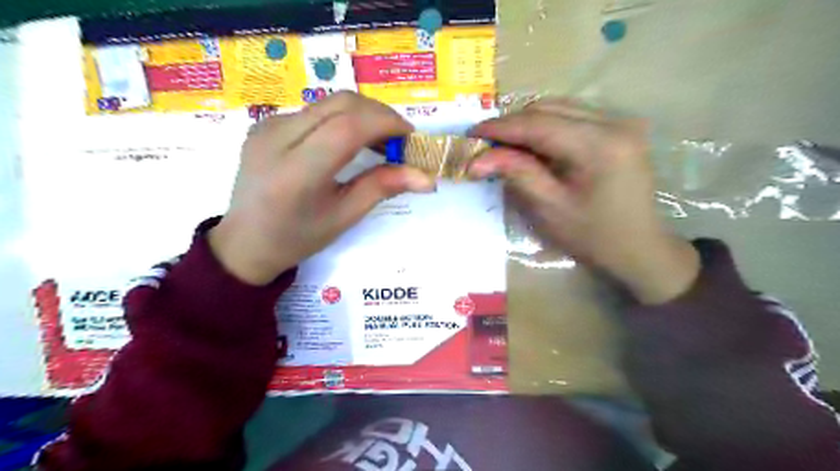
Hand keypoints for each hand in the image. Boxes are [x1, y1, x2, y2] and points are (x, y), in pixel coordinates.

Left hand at [210, 90, 436, 283]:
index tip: (409, 137)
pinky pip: (314, 110)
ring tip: (379, 142)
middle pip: (340, 104)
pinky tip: (349, 142)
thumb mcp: (344, 217)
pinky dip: (341, 119)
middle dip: (379, 114)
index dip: (386, 123)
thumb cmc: (298, 238)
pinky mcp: (265, 123)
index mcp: (297, 172)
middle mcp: (277, 138)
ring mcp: (267, 126)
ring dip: (362, 115)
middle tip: (398, 139)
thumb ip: (383, 187)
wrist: (245, 242)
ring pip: (328, 103)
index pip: (348, 127)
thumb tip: (427, 178)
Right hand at [470, 100, 699, 305]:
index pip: (538, 124)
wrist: (639, 247)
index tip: (471, 133)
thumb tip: (476, 159)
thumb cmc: (593, 235)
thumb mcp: (549, 207)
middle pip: (549, 108)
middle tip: (485, 144)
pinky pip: (573, 115)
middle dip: (512, 124)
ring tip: (504, 145)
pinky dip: (547, 126)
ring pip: (560, 107)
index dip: (500, 127)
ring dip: (528, 123)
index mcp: (600, 144)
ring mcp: (620, 121)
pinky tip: (533, 144)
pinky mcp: (619, 127)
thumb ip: (515, 173)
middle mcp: (614, 121)